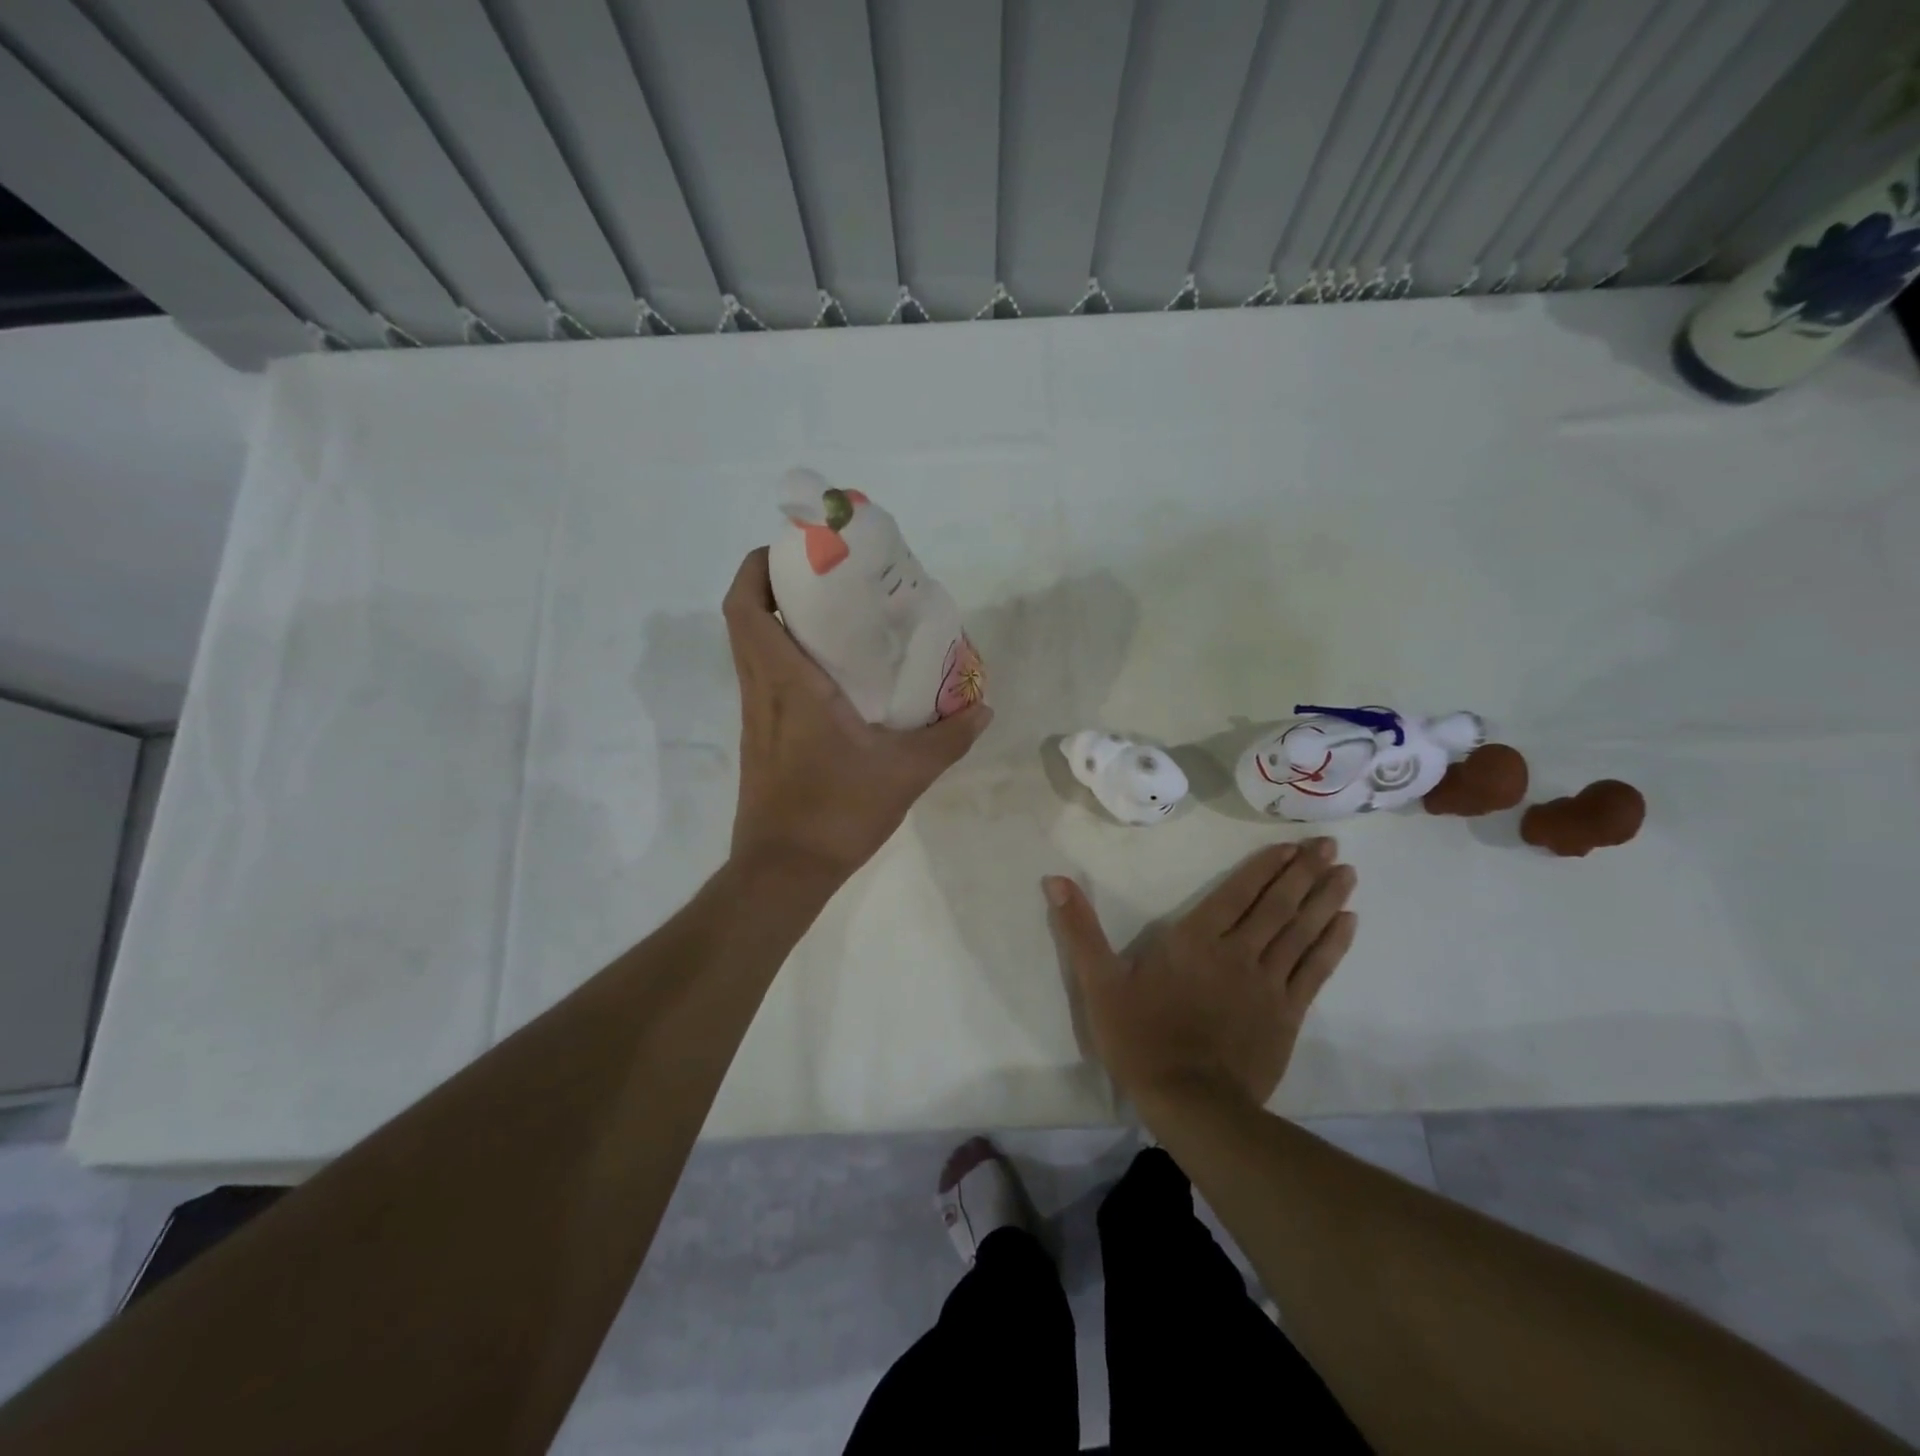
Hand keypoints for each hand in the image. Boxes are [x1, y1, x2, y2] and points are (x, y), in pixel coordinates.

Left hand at [724, 549, 991, 881]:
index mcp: (787, 683)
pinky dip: (785, 658)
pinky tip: (831, 675)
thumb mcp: (905, 773)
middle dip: (771, 585)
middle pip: (743, 619)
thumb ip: (948, 738)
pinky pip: (764, 680)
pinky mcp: (761, 740)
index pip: (747, 608)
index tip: (791, 550)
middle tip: (823, 577)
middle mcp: (762, 691)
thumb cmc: (836, 812)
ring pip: (751, 650)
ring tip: (831, 616)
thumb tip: (984, 709)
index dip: (757, 568)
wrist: (784, 871)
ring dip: (777, 621)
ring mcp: (756, 717)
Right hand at [1045, 841, 1356, 1111]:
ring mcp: (1267, 983)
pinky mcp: (1287, 1014)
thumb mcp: (1097, 982)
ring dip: (1324, 899)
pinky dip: (1332, 945)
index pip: (1236, 893)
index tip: (1292, 845)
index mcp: (1194, 940)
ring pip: (1301, 932)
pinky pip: (1315, 971)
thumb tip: (1054, 880)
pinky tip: (1348, 923)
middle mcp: (1237, 952)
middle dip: (1304, 872)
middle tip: (1331, 845)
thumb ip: (1079, 929)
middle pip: (1277, 905)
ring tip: (1347, 872)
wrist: (1190, 1102)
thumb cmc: (1140, 1037)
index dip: (1265, 867)